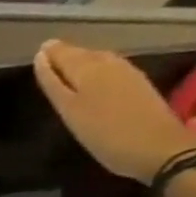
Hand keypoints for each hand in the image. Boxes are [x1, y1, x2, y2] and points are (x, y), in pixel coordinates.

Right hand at [33, 39, 195, 181]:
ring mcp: (128, 75)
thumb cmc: (103, 134)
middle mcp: (109, 67)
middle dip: (68, 52)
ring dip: (84, 57)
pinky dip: (100, 64)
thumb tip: (42, 59)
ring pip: (101, 58)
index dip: (52, 54)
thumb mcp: (70, 111)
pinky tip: (96, 70)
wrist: (156, 146)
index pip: (65, 57)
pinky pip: (114, 66)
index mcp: (88, 72)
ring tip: (70, 59)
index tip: (40, 50)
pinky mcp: (139, 85)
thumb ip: (55, 84)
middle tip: (51, 51)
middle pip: (85, 55)